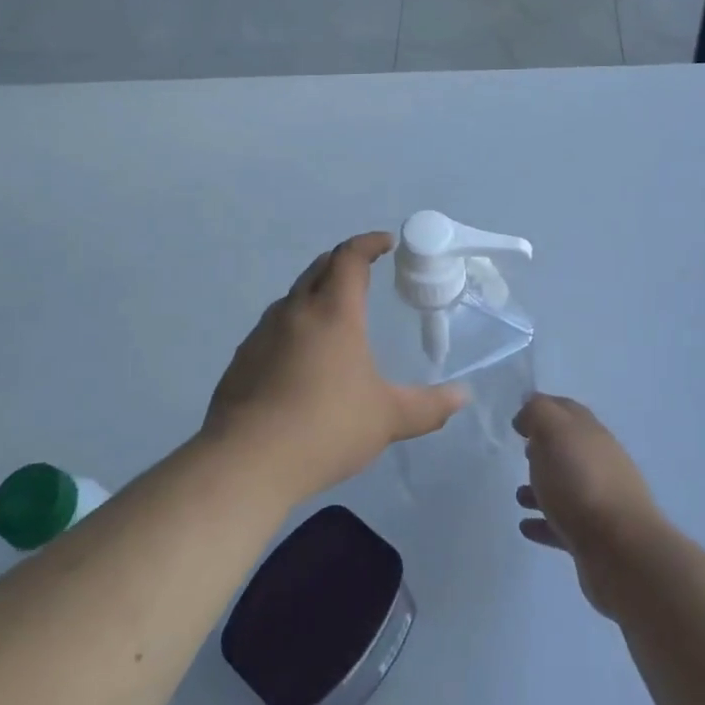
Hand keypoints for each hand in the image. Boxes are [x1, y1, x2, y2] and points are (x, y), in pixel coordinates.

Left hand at [203, 232, 465, 501]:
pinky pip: (272, 328)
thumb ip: (429, 406)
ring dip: (315, 293)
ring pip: (293, 298)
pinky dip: (293, 326)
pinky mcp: (242, 359)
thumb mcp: (388, 419)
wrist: (246, 461)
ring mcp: (262, 334)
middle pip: (318, 268)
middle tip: (363, 270)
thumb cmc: (326, 428)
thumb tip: (462, 396)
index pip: (350, 258)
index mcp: (334, 313)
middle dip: (342, 261)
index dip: (369, 243)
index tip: (386, 242)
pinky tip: (300, 358)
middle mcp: (295, 312)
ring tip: (334, 315)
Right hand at [514, 393, 662, 616]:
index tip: (519, 420)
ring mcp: (600, 502)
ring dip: (542, 488)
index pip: (567, 410)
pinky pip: (563, 525)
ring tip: (518, 496)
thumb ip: (538, 413)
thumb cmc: (581, 483)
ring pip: (566, 487)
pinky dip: (544, 522)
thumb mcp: (554, 432)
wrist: (620, 549)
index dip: (544, 409)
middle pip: (570, 449)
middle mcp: (600, 463)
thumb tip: (528, 412)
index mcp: (591, 434)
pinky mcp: (595, 538)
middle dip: (546, 448)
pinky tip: (526, 527)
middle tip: (522, 452)